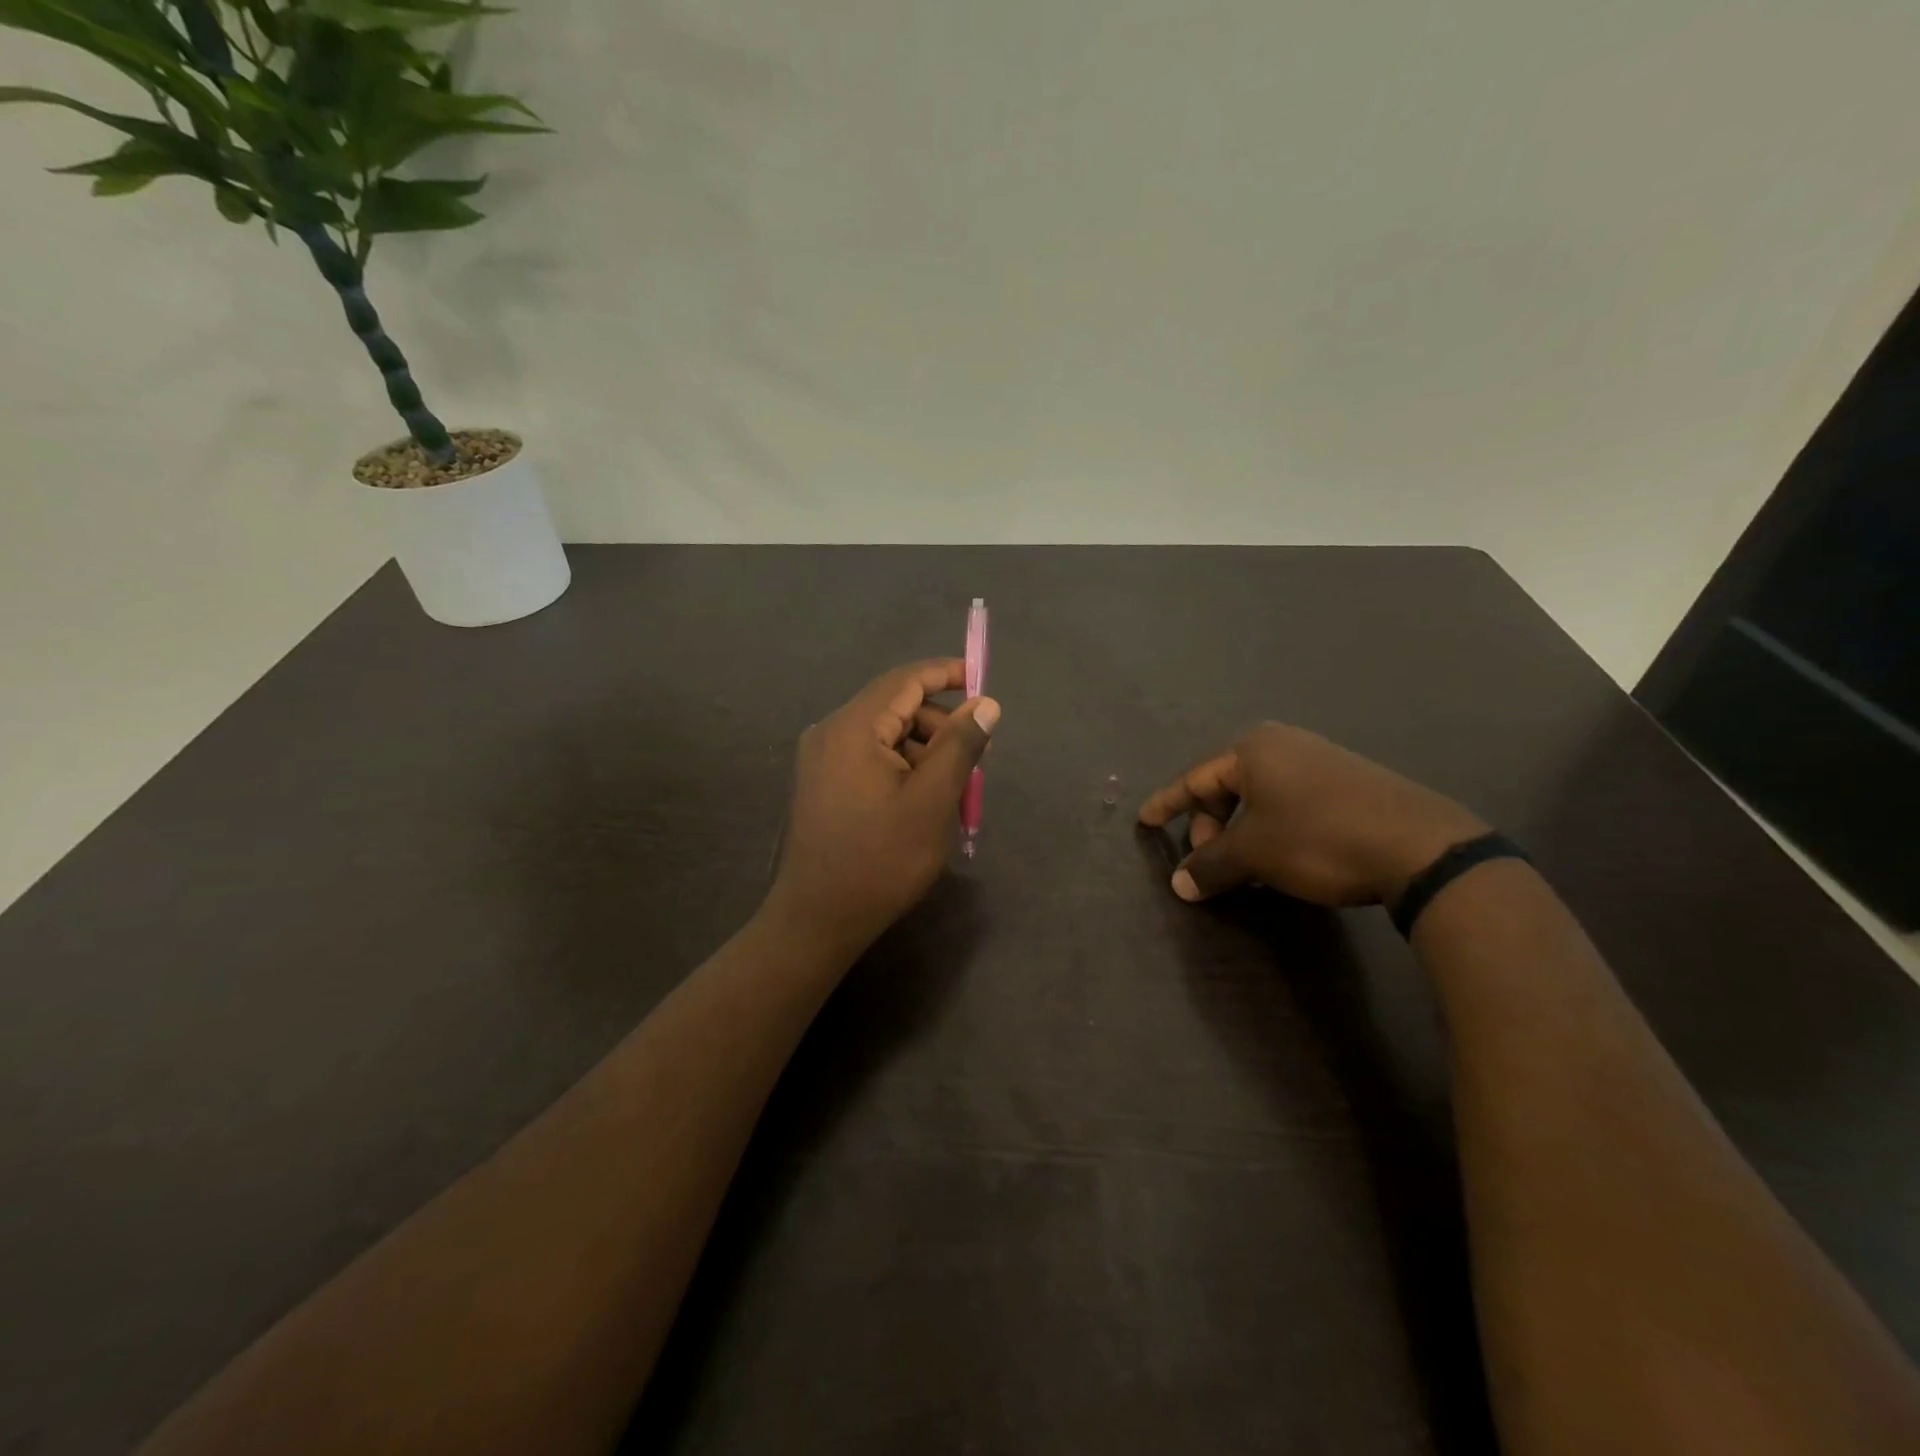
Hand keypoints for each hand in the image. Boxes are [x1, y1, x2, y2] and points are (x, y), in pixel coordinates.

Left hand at [765, 659, 999, 957]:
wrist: (818, 919)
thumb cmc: (880, 860)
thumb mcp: (932, 801)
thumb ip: (960, 745)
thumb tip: (985, 703)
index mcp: (853, 728)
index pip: (905, 680)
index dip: (947, 674)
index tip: (982, 682)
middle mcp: (830, 732)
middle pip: (895, 706)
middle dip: (939, 724)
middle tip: (976, 758)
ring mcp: (821, 758)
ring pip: (885, 734)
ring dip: (923, 750)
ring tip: (952, 788)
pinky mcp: (821, 782)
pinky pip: (869, 756)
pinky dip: (901, 766)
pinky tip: (921, 799)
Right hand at [1138, 723, 1486, 906]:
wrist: (1420, 847)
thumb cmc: (1317, 838)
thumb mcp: (1253, 854)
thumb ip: (1209, 865)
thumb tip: (1180, 884)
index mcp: (1252, 749)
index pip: (1194, 779)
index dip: (1166, 804)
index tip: (1143, 821)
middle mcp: (1283, 745)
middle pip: (1226, 787)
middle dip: (1210, 826)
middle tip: (1208, 862)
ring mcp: (1320, 760)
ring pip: (1260, 798)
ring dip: (1242, 833)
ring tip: (1244, 868)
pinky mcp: (1349, 782)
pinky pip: (1290, 803)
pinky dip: (1272, 829)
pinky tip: (1281, 859)